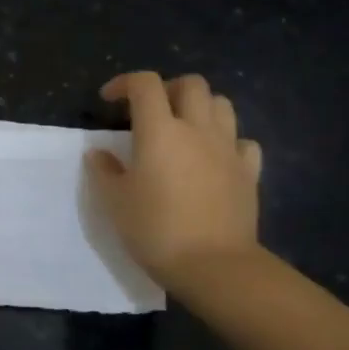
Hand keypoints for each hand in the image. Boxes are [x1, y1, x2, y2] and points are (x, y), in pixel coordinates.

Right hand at [87, 71, 262, 292]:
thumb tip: (99, 153)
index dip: (124, 83)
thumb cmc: (156, 229)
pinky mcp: (249, 172)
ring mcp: (228, 149)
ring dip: (200, 107)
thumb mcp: (115, 202)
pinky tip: (214, 157)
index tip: (109, 100)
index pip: (145, 84)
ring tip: (183, 128)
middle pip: (191, 84)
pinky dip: (227, 140)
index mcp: (160, 131)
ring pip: (222, 104)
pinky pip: (243, 141)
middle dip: (167, 88)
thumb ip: (105, 171)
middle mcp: (197, 129)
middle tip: (150, 110)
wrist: (214, 265)